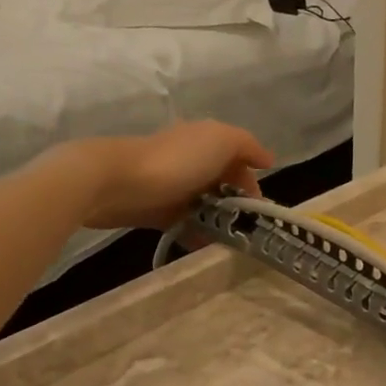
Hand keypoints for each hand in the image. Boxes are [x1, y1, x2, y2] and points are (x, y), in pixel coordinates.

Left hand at [71, 121, 273, 229]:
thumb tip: (268, 160)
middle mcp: (190, 161)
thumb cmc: (176, 161)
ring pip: (206, 205)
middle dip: (238, 204)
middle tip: (247, 227)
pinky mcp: (157, 210)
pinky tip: (206, 245)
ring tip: (230, 240)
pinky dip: (198, 234)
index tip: (259, 208)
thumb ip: (248, 146)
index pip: (238, 161)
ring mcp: (172, 187)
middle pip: (223, 184)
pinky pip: (185, 223)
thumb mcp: (221, 140)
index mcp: (204, 141)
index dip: (252, 183)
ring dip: (220, 222)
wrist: (117, 183)